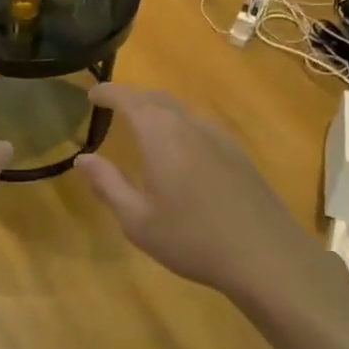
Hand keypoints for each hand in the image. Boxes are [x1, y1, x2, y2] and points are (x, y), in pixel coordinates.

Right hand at [76, 84, 329, 298]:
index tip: (92, 94)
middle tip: (113, 107)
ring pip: (181, 110)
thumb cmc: (192, 239)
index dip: (108, 92)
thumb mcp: (138, 220)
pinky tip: (180, 150)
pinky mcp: (238, 153)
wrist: (266, 255)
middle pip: (157, 98)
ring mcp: (219, 136)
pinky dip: (180, 124)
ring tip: (143, 125)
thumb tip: (83, 158)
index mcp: (161, 134)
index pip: (129, 99)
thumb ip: (108, 184)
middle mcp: (190, 125)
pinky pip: (200, 125)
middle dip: (133, 97)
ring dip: (158, 109)